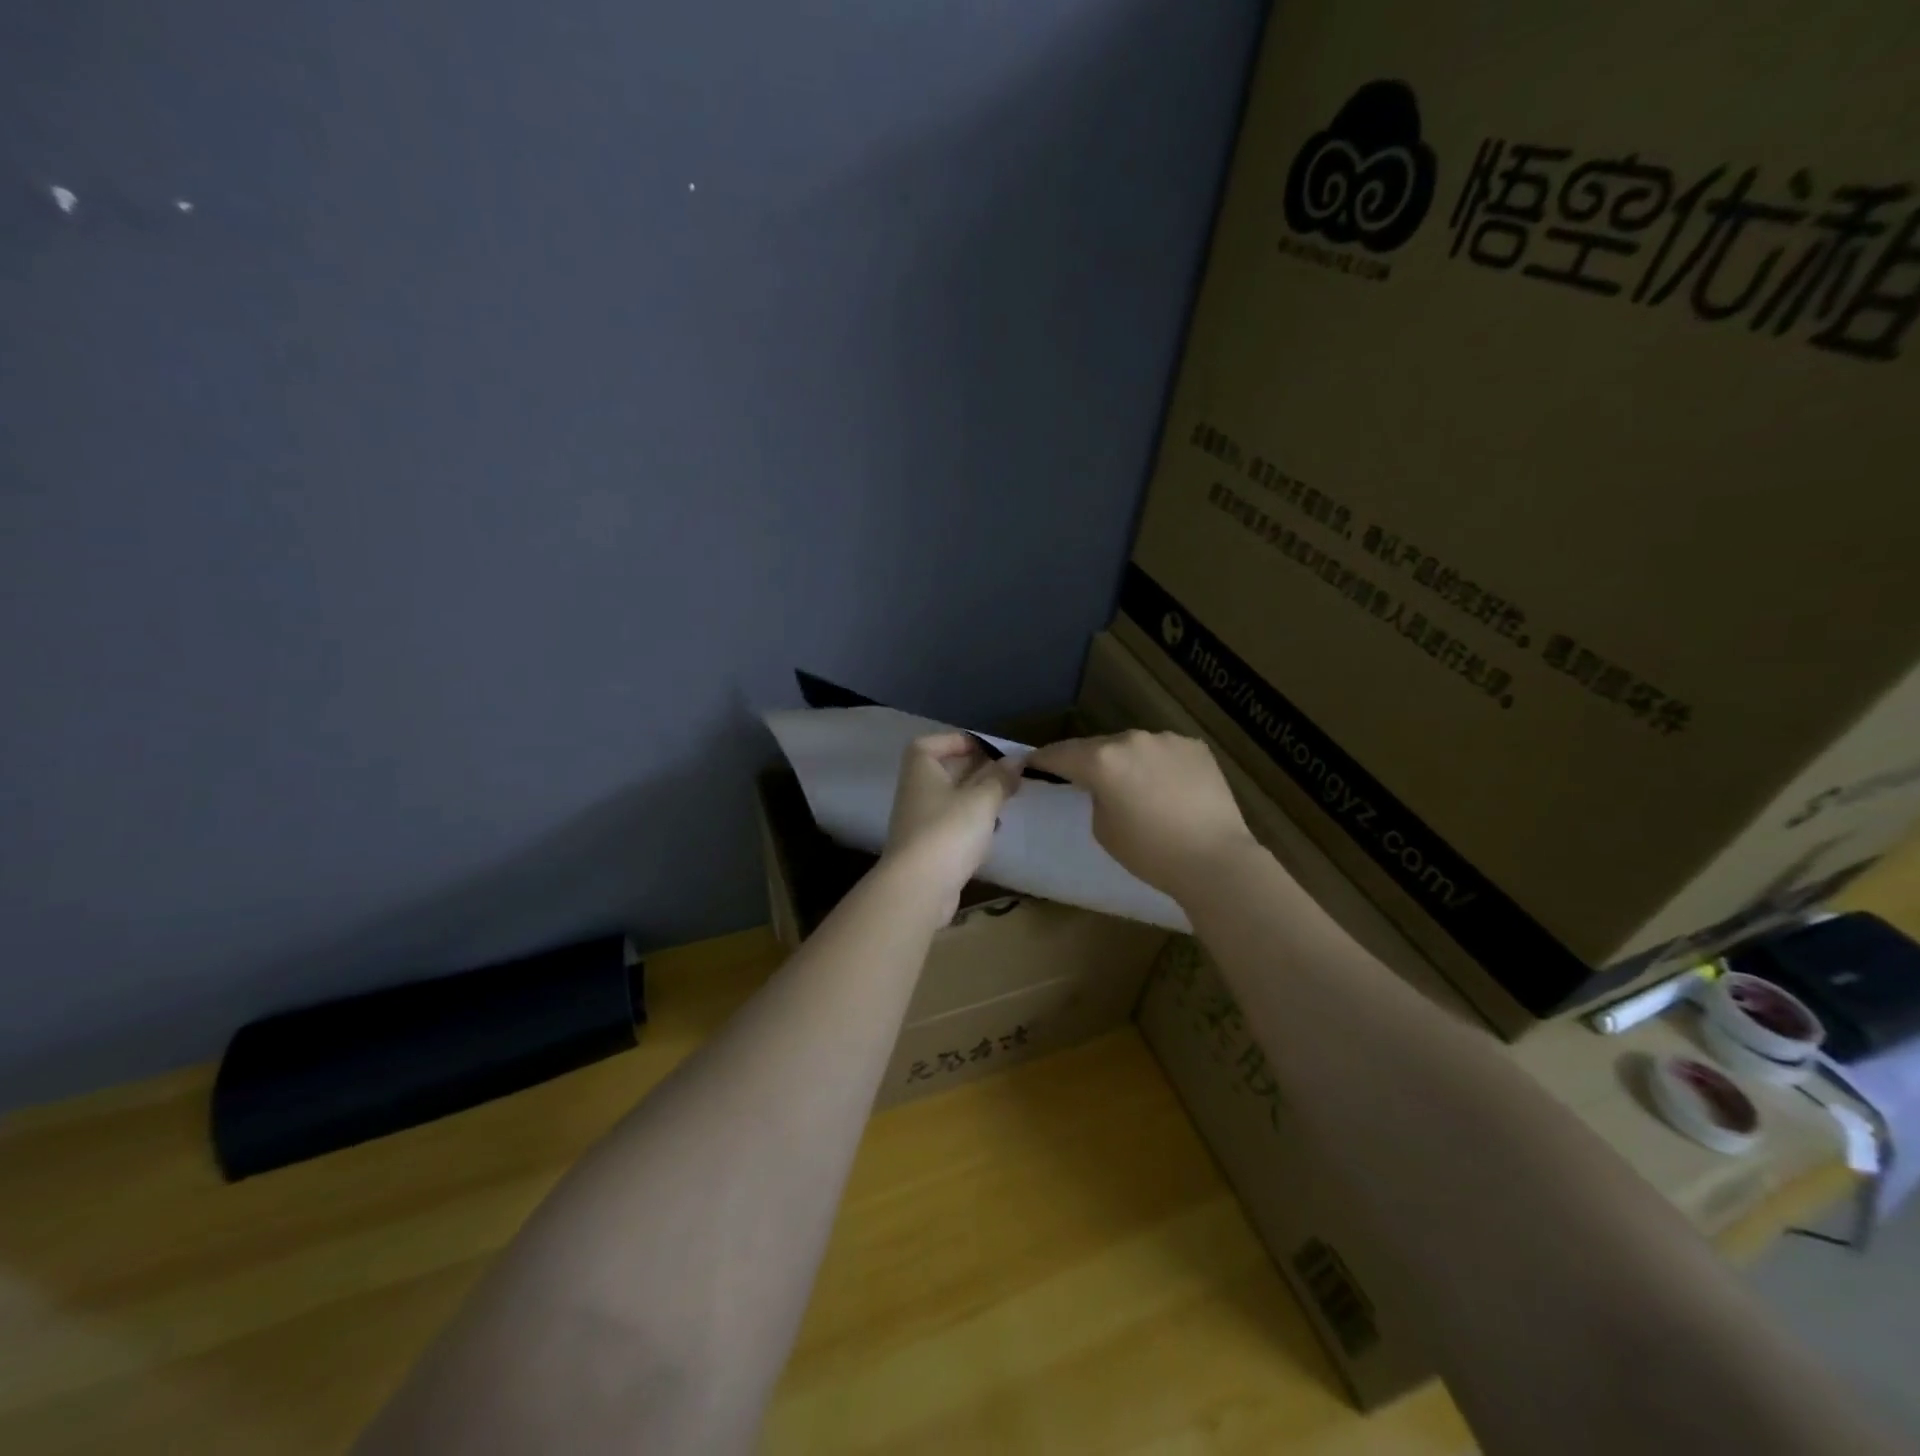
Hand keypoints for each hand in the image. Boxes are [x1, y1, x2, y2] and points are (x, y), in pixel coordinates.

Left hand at [882, 733, 1022, 919]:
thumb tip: (1017, 760)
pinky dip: (972, 823)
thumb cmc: (948, 832)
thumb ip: (1000, 778)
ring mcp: (920, 821)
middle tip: (1008, 773)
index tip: (987, 748)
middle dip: (976, 769)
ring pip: (951, 799)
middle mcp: (916, 791)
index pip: (931, 744)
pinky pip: (953, 825)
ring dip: (977, 797)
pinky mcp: (929, 848)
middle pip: (945, 771)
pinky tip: (993, 830)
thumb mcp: (982, 800)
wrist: (918, 888)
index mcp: (921, 770)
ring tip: (1007, 798)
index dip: (957, 741)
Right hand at [1026, 730, 1256, 900]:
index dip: (1042, 759)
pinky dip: (1157, 765)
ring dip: (1126, 761)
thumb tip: (1104, 786)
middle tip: (1081, 779)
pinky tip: (1166, 788)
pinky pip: (1164, 752)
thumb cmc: (1150, 853)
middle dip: (1087, 761)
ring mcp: (1167, 740)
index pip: (1060, 754)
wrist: (1214, 860)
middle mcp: (1132, 739)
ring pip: (1134, 746)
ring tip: (1131, 786)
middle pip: (1098, 747)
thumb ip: (1095, 797)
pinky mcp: (1195, 747)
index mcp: (1102, 760)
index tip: (1029, 763)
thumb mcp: (1103, 829)